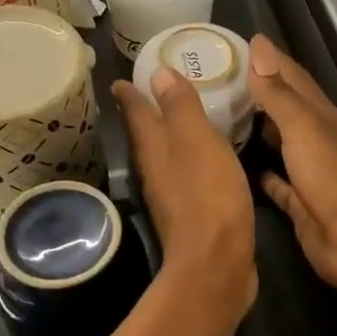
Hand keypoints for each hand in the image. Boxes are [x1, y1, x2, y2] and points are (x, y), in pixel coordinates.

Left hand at [113, 66, 256, 319]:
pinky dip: (190, 159)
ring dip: (167, 136)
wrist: (216, 262)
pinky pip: (186, 175)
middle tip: (150, 90)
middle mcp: (156, 170)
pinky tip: (203, 157)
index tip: (120, 78)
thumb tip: (157, 73)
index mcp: (153, 148)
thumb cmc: (207, 195)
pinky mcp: (190, 213)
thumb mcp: (197, 141)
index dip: (130, 93)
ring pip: (164, 156)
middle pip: (145, 135)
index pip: (136, 112)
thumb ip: (180, 107)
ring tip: (178, 119)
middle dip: (145, 112)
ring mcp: (171, 194)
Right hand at [247, 35, 336, 297]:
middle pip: (287, 110)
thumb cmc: (335, 179)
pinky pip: (279, 184)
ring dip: (260, 131)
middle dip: (260, 93)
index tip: (241, 42)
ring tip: (223, 117)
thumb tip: (260, 47)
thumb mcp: (305, 128)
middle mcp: (319, 140)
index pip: (293, 79)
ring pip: (282, 145)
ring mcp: (313, 174)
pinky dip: (263, 173)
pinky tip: (240, 167)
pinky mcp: (303, 205)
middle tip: (220, 79)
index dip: (270, 61)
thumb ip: (279, 93)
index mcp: (324, 117)